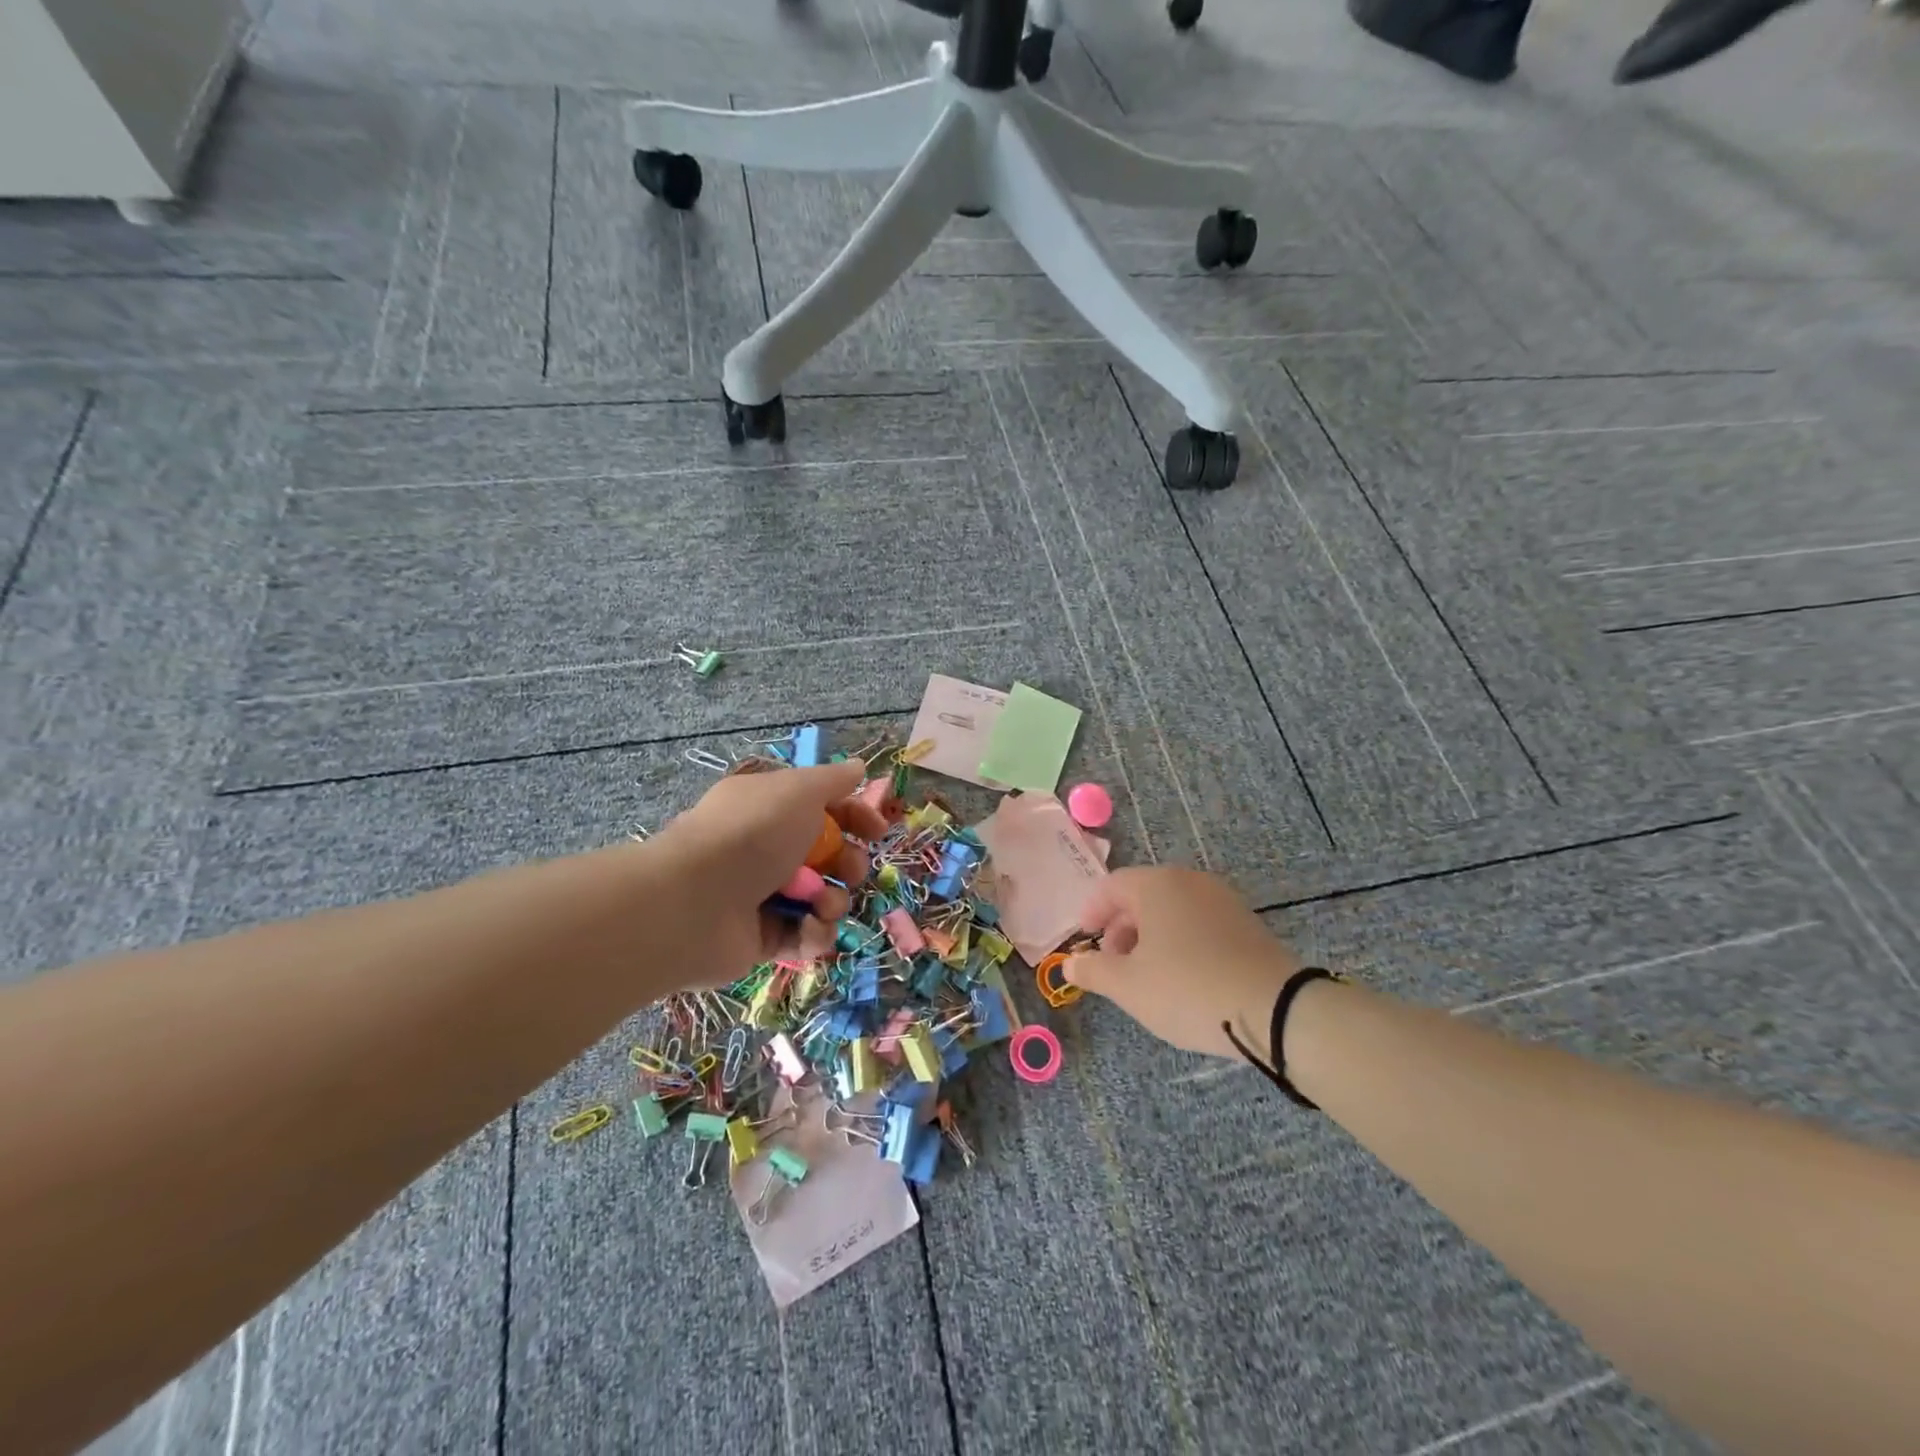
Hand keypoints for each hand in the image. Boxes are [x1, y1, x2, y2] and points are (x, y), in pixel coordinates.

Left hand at [654, 759, 889, 983]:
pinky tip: (807, 927)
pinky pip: (803, 936)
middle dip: (850, 865)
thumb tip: (858, 767)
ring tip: (820, 904)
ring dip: (833, 901)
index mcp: (771, 809)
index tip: (878, 831)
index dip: (856, 817)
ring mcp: (763, 896)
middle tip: (849, 871)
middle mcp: (766, 850)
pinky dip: (812, 934)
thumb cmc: (752, 834)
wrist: (695, 902)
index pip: (824, 809)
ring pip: (821, 899)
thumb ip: (832, 780)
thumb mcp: (798, 791)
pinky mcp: (761, 939)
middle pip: (828, 858)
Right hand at [1068, 867, 1301, 1059]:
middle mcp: (1190, 881)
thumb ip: (1093, 970)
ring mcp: (1223, 900)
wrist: (1277, 1011)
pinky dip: (1180, 941)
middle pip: (1142, 895)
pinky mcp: (1247, 924)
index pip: (1111, 886)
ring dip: (1150, 936)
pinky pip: (1199, 923)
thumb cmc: (1189, 990)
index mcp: (1157, 885)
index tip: (1085, 940)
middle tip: (1113, 963)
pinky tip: (1183, 978)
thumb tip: (1070, 963)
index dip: (1091, 911)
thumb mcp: (1129, 986)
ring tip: (1147, 976)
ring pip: (1172, 910)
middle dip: (1120, 927)